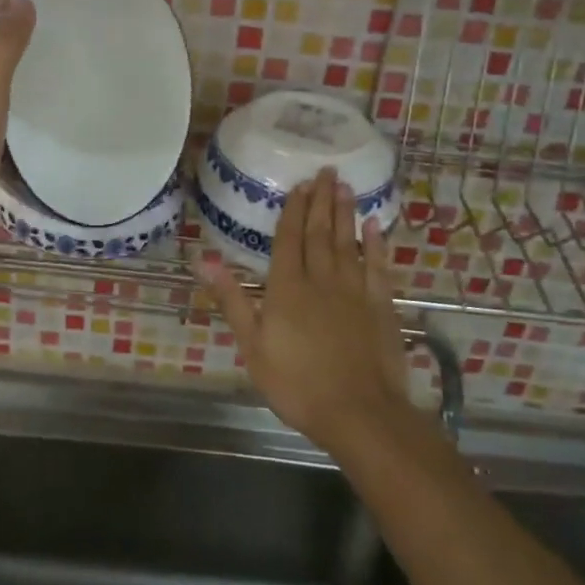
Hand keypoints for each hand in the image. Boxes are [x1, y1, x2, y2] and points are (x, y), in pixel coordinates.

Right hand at [194, 168, 421, 447]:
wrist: (359, 412)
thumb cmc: (296, 383)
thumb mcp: (252, 345)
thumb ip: (232, 298)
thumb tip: (204, 259)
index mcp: (287, 287)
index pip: (288, 239)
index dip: (293, 211)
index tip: (299, 185)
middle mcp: (321, 279)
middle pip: (319, 232)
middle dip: (320, 201)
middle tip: (326, 171)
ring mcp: (354, 290)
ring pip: (348, 242)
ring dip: (345, 213)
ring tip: (345, 186)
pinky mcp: (381, 306)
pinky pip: (378, 267)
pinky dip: (375, 244)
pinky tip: (374, 227)